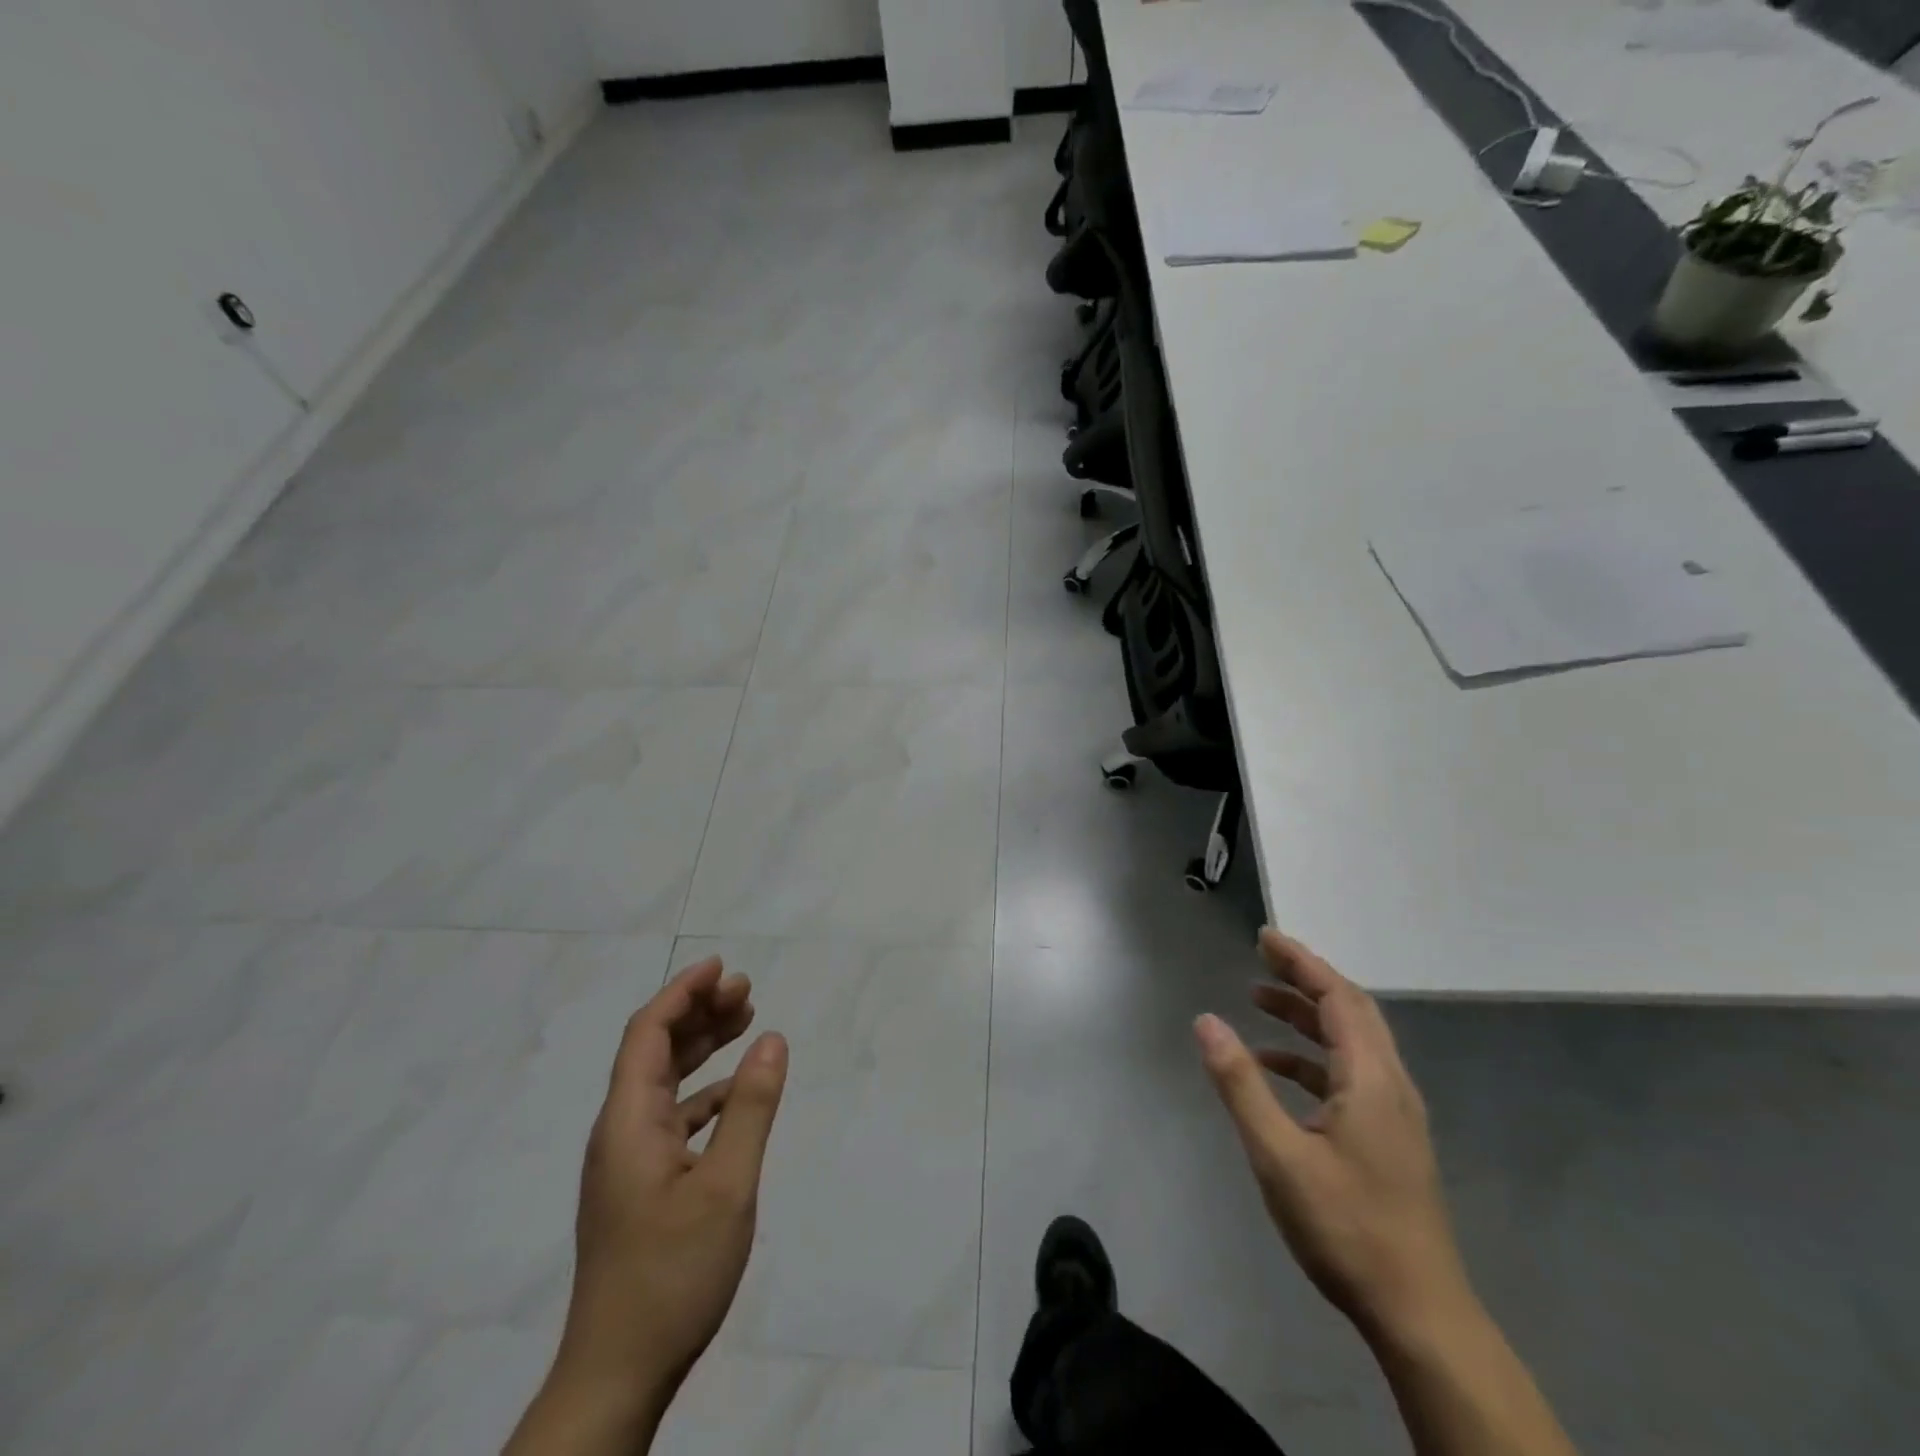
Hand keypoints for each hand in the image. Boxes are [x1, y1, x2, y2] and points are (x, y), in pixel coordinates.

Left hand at [536, 956, 788, 1442]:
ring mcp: (627, 1161)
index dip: (682, 992)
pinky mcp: (639, 1186)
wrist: (617, 1374)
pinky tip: (734, 1091)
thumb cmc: (672, 1274)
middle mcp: (620, 1132)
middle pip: (654, 1051)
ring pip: (663, 1082)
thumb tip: (773, 1038)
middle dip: (697, 1012)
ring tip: (744, 1020)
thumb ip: (750, 1107)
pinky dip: (703, 1091)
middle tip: (745, 989)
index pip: (647, 1034)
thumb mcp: (727, 1186)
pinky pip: (671, 1116)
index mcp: (628, 1122)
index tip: (720, 967)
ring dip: (700, 1047)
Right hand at [1195, 929, 1470, 1346]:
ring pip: (1352, 1041)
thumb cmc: (1346, 1228)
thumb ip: (1240, 1083)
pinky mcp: (1390, 1138)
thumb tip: (1206, 1021)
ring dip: (1307, 1015)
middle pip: (1350, 1010)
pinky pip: (1350, 1074)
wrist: (1420, 1315)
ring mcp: (1395, 1114)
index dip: (1300, 961)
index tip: (1263, 937)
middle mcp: (1391, 1085)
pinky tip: (1277, 1069)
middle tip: (1262, 956)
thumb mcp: (1278, 1154)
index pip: (1337, 997)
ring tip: (1259, 1000)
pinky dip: (1312, 1056)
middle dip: (1305, 977)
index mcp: (1371, 1079)